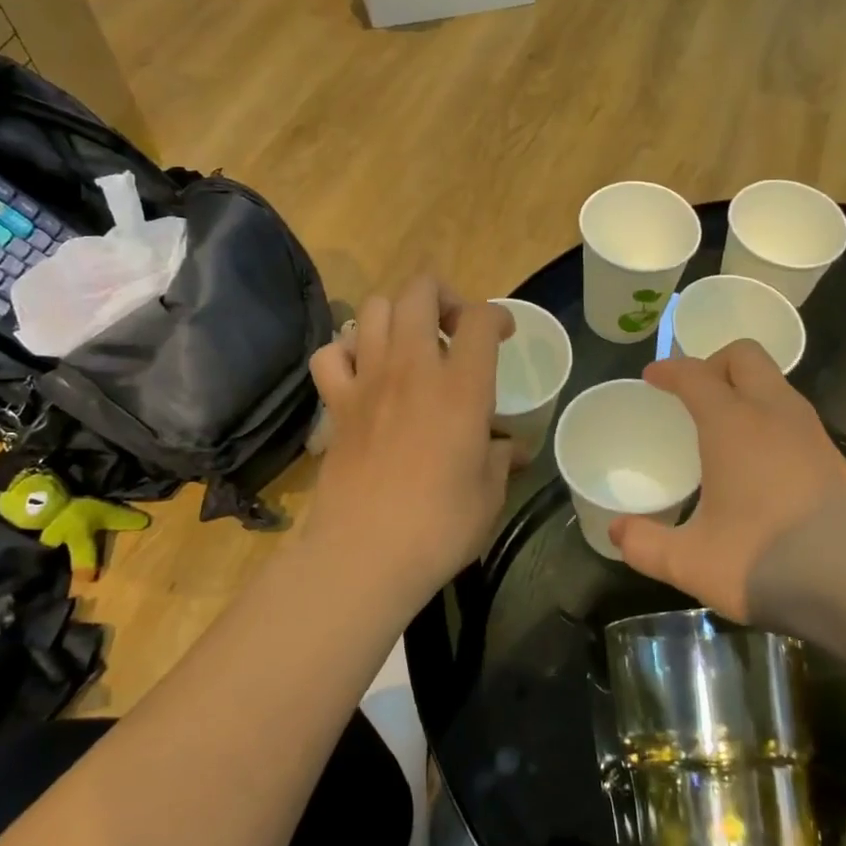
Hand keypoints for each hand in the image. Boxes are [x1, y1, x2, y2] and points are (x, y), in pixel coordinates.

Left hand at [307, 276, 513, 610]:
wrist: (364, 553)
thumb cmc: (440, 526)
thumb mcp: (489, 494)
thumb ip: (502, 460)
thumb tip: (513, 450)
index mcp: (461, 387)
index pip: (479, 318)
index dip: (496, 316)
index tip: (503, 335)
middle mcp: (412, 369)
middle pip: (420, 292)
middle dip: (442, 295)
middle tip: (453, 327)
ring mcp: (368, 381)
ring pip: (374, 309)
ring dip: (397, 316)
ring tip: (410, 345)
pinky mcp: (336, 404)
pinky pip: (332, 353)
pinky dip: (349, 351)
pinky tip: (364, 372)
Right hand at [609, 341, 845, 716]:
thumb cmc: (771, 567)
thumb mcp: (692, 564)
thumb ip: (646, 545)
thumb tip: (617, 532)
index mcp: (735, 425)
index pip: (696, 374)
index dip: (669, 370)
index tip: (652, 378)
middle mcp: (775, 414)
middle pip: (744, 356)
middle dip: (712, 363)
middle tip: (691, 397)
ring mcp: (812, 433)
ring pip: (774, 382)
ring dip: (743, 388)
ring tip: (720, 428)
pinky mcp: (835, 456)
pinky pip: (791, 412)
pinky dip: (766, 415)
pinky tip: (757, 463)